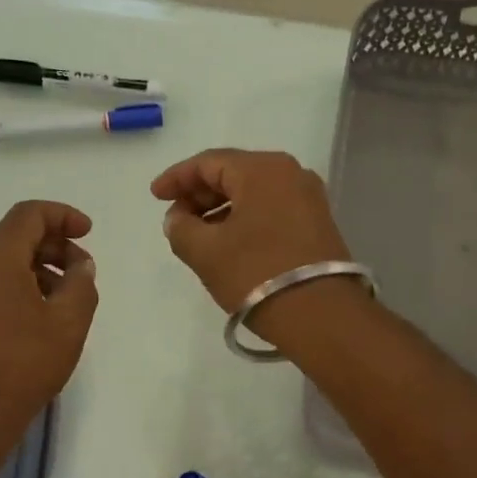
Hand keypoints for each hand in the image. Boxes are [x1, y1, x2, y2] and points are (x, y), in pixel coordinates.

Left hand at [0, 200, 98, 431]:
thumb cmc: (23, 362)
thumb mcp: (69, 321)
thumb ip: (82, 283)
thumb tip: (80, 265)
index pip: (29, 214)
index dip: (63, 215)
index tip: (88, 233)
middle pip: (17, 237)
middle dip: (55, 245)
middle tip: (84, 272)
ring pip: (6, 263)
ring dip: (41, 269)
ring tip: (68, 299)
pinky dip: (23, 287)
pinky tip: (43, 318)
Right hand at [150, 149, 352, 313]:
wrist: (321, 316)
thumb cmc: (256, 274)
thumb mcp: (205, 252)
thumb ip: (181, 228)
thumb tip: (178, 219)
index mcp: (262, 169)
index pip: (208, 162)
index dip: (176, 178)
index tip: (155, 196)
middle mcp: (290, 173)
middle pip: (233, 173)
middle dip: (199, 194)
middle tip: (175, 217)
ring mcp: (308, 198)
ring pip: (253, 192)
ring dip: (220, 208)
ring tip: (196, 234)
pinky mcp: (317, 223)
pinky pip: (270, 208)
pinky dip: (244, 218)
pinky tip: (227, 242)